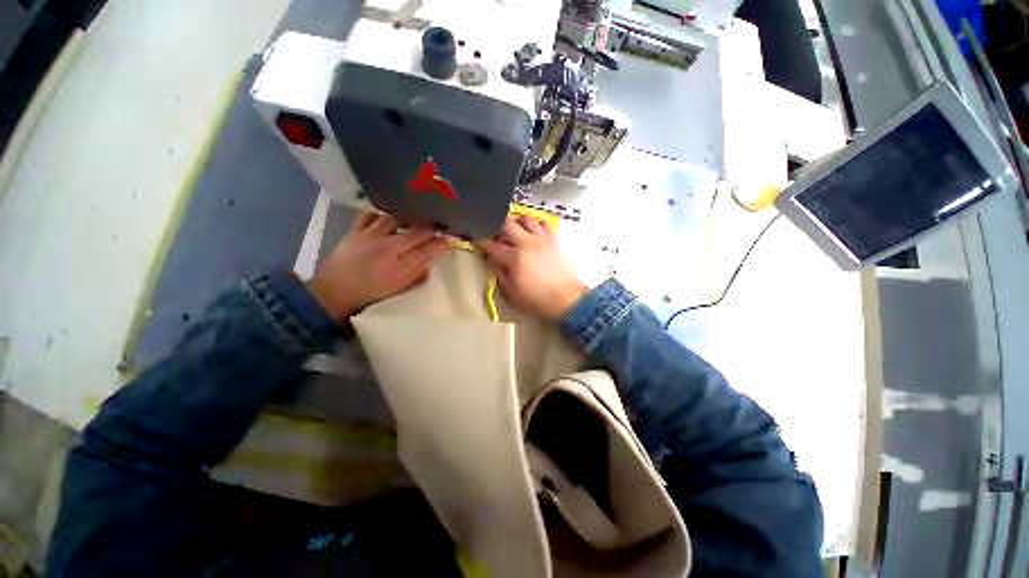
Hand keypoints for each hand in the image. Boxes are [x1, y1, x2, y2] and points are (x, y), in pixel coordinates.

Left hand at [308, 212, 448, 320]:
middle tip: (440, 225)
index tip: (450, 240)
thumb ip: (417, 273)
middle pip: (416, 231)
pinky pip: (370, 214)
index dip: (441, 243)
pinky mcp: (355, 230)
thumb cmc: (370, 294)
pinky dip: (382, 212)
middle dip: (431, 228)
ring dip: (409, 216)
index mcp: (400, 266)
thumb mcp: (399, 288)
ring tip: (416, 216)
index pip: (428, 249)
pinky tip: (389, 214)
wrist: (333, 292)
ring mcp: (370, 236)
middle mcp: (387, 247)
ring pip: (395, 218)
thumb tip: (432, 260)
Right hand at [475, 216, 586, 319]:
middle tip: (495, 233)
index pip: (491, 244)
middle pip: (506, 223)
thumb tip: (493, 261)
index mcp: (514, 258)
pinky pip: (544, 223)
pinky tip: (533, 232)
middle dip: (496, 225)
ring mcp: (542, 239)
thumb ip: (500, 274)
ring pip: (526, 218)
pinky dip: (536, 224)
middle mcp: (527, 243)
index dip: (480, 241)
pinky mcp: (554, 240)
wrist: (567, 299)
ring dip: (516, 222)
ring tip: (514, 231)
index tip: (476, 239)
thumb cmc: (538, 299)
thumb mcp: (512, 293)